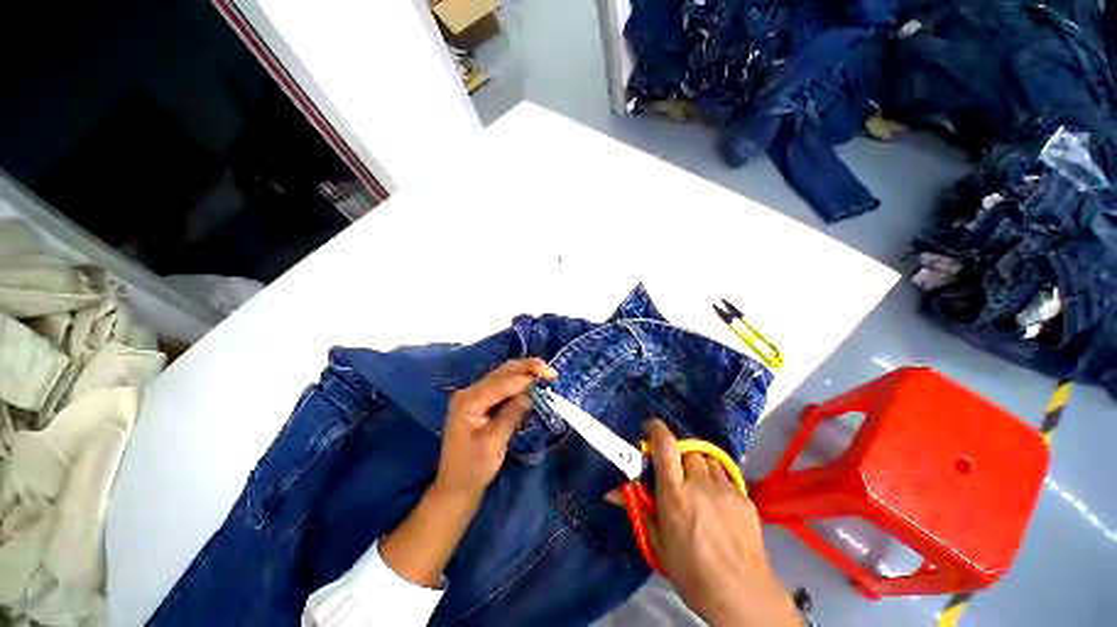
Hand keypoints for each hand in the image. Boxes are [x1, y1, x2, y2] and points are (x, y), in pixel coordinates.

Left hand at [433, 358, 557, 499]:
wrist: (456, 486)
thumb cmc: (473, 469)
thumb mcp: (494, 443)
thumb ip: (512, 414)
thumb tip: (533, 393)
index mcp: (469, 400)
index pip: (501, 382)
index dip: (526, 378)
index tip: (549, 378)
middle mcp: (471, 391)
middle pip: (503, 372)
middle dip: (528, 368)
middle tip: (551, 373)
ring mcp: (476, 395)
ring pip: (504, 375)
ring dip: (526, 373)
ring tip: (546, 376)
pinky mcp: (483, 401)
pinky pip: (504, 385)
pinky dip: (520, 382)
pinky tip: (533, 384)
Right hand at [638, 419, 799, 626]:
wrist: (744, 597)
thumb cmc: (692, 573)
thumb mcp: (658, 544)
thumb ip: (638, 509)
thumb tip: (610, 493)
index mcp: (675, 494)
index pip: (665, 446)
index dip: (657, 430)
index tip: (650, 427)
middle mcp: (700, 484)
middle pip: (688, 448)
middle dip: (678, 452)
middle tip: (673, 468)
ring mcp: (726, 489)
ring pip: (708, 459)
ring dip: (698, 463)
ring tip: (696, 482)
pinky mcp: (745, 498)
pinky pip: (726, 476)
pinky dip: (716, 479)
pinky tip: (717, 500)